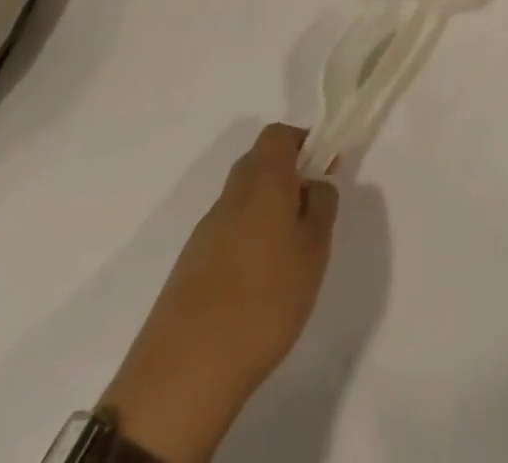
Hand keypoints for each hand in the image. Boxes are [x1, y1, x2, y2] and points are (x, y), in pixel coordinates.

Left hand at [101, 124, 338, 462]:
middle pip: (258, 162)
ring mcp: (205, 230)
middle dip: (287, 175)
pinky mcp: (190, 265)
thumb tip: (315, 183)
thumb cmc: (265, 300)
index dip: (303, 142)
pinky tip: (259, 282)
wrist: (185, 372)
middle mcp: (231, 194)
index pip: (278, 135)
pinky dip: (247, 240)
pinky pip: (226, 231)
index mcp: (263, 180)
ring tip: (289, 253)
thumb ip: (321, 206)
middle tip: (311, 210)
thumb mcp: (314, 250)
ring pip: (242, 199)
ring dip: (267, 210)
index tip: (323, 167)